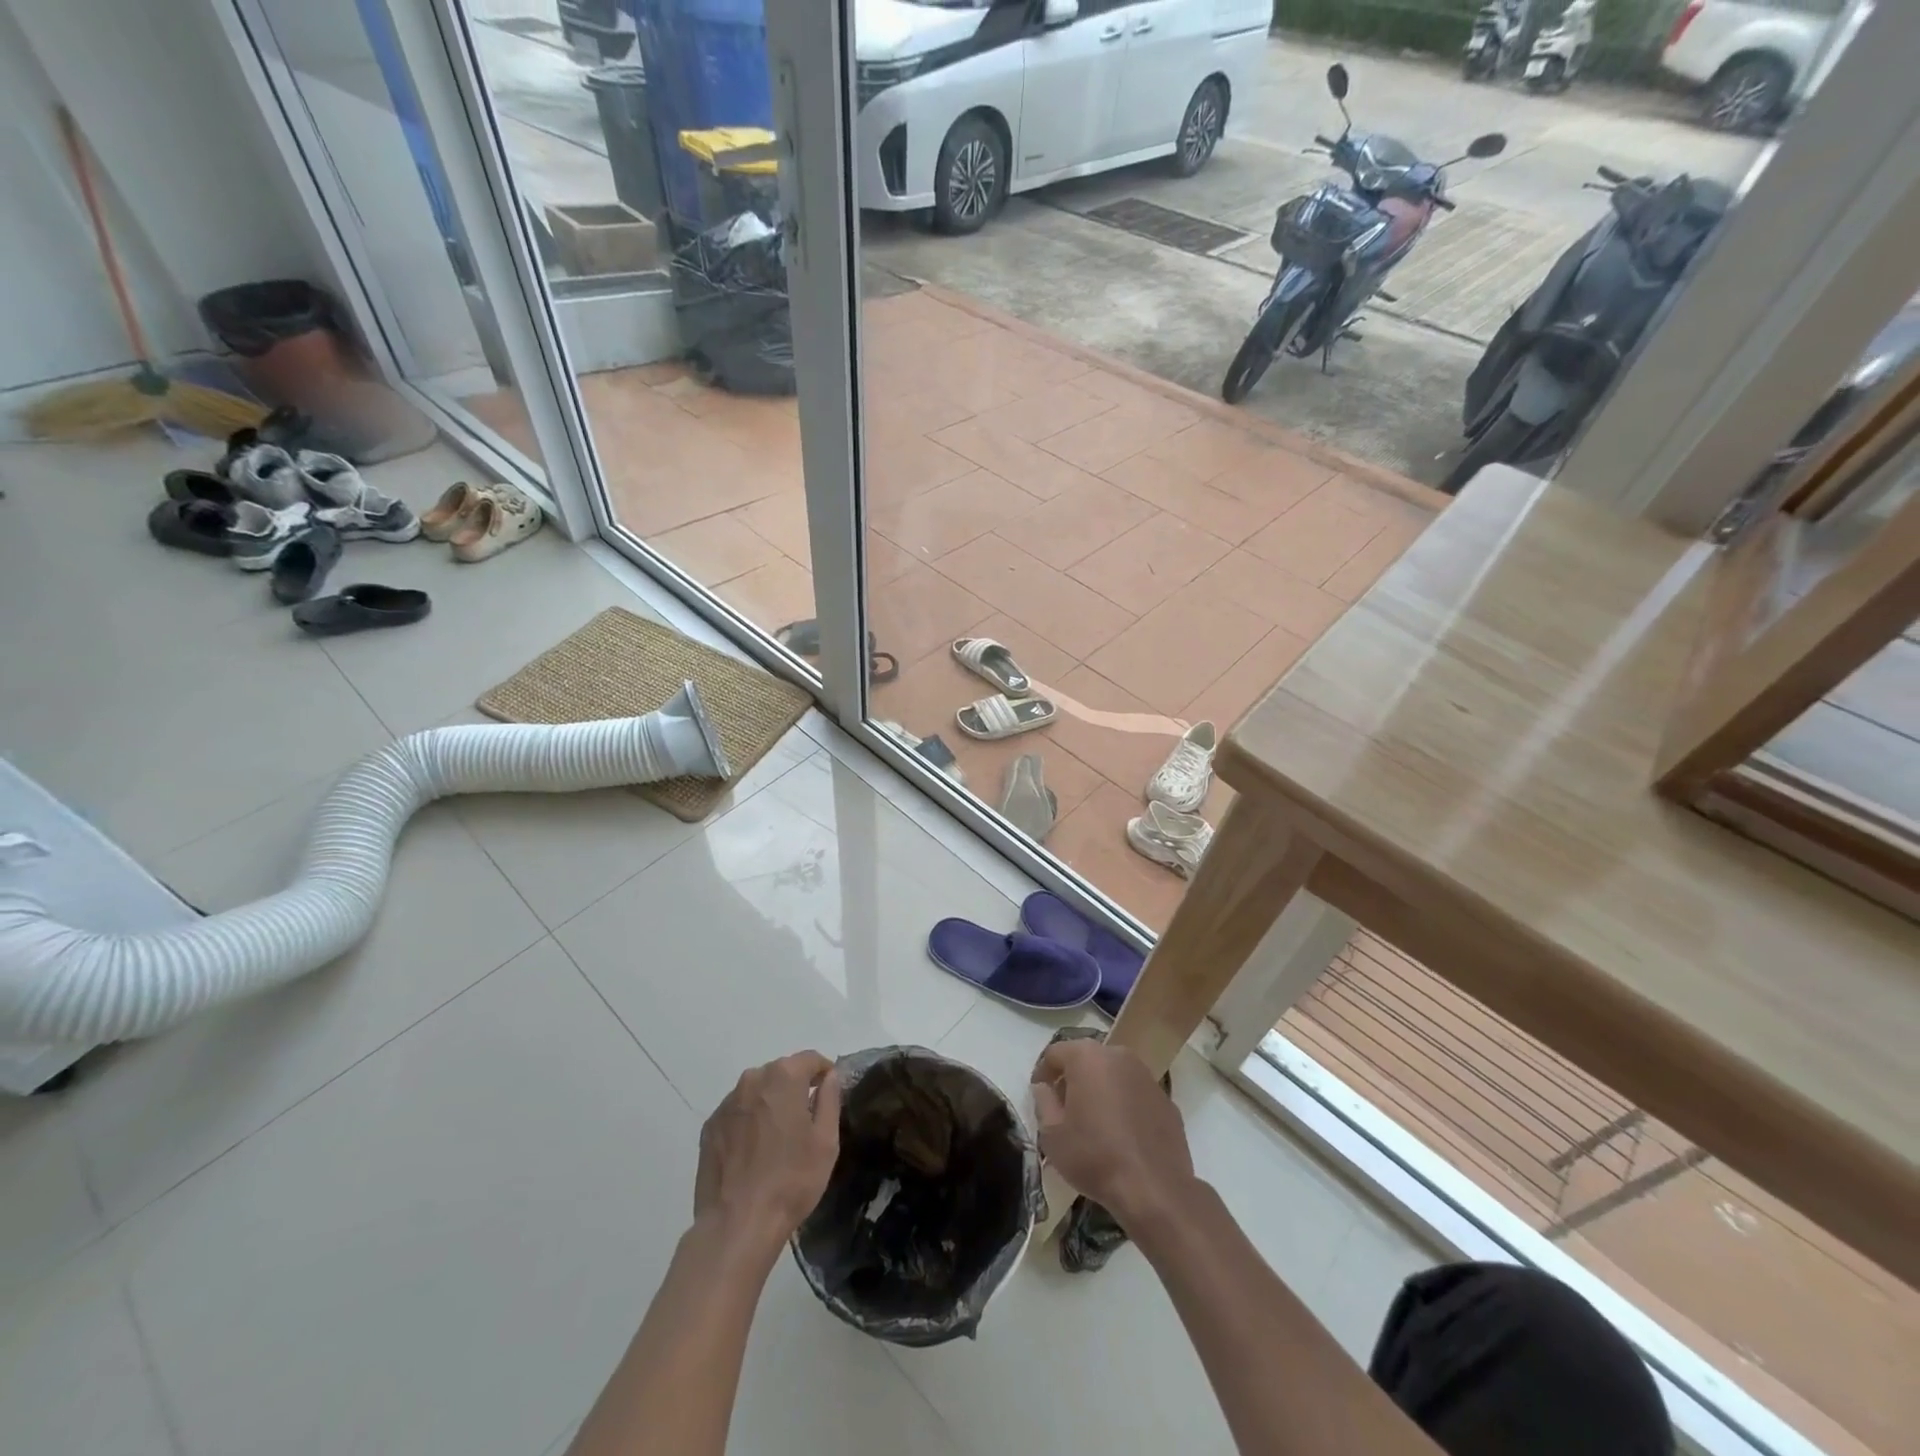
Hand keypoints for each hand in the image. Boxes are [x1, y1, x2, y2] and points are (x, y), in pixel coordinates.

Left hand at [694, 1051, 841, 1256]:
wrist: (736, 1224)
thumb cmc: (791, 1180)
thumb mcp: (826, 1141)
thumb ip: (830, 1099)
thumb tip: (829, 1077)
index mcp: (784, 1076)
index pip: (810, 1059)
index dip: (824, 1072)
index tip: (829, 1091)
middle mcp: (752, 1079)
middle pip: (782, 1072)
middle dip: (796, 1087)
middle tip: (805, 1119)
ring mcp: (727, 1103)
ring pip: (757, 1091)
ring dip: (770, 1104)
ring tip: (777, 1138)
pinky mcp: (709, 1126)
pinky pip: (738, 1112)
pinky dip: (749, 1121)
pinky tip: (754, 1152)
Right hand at [1031, 1039, 1194, 1229]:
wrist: (1155, 1190)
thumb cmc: (1094, 1157)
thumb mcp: (1052, 1135)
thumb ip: (1043, 1103)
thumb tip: (1044, 1088)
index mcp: (1087, 1057)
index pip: (1055, 1053)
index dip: (1042, 1072)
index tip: (1039, 1095)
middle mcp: (1118, 1056)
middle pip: (1087, 1059)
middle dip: (1072, 1078)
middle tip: (1064, 1107)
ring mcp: (1146, 1076)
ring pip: (1114, 1074)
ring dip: (1100, 1089)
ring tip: (1093, 1121)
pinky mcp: (1166, 1100)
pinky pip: (1135, 1094)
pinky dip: (1124, 1104)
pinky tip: (1121, 1134)